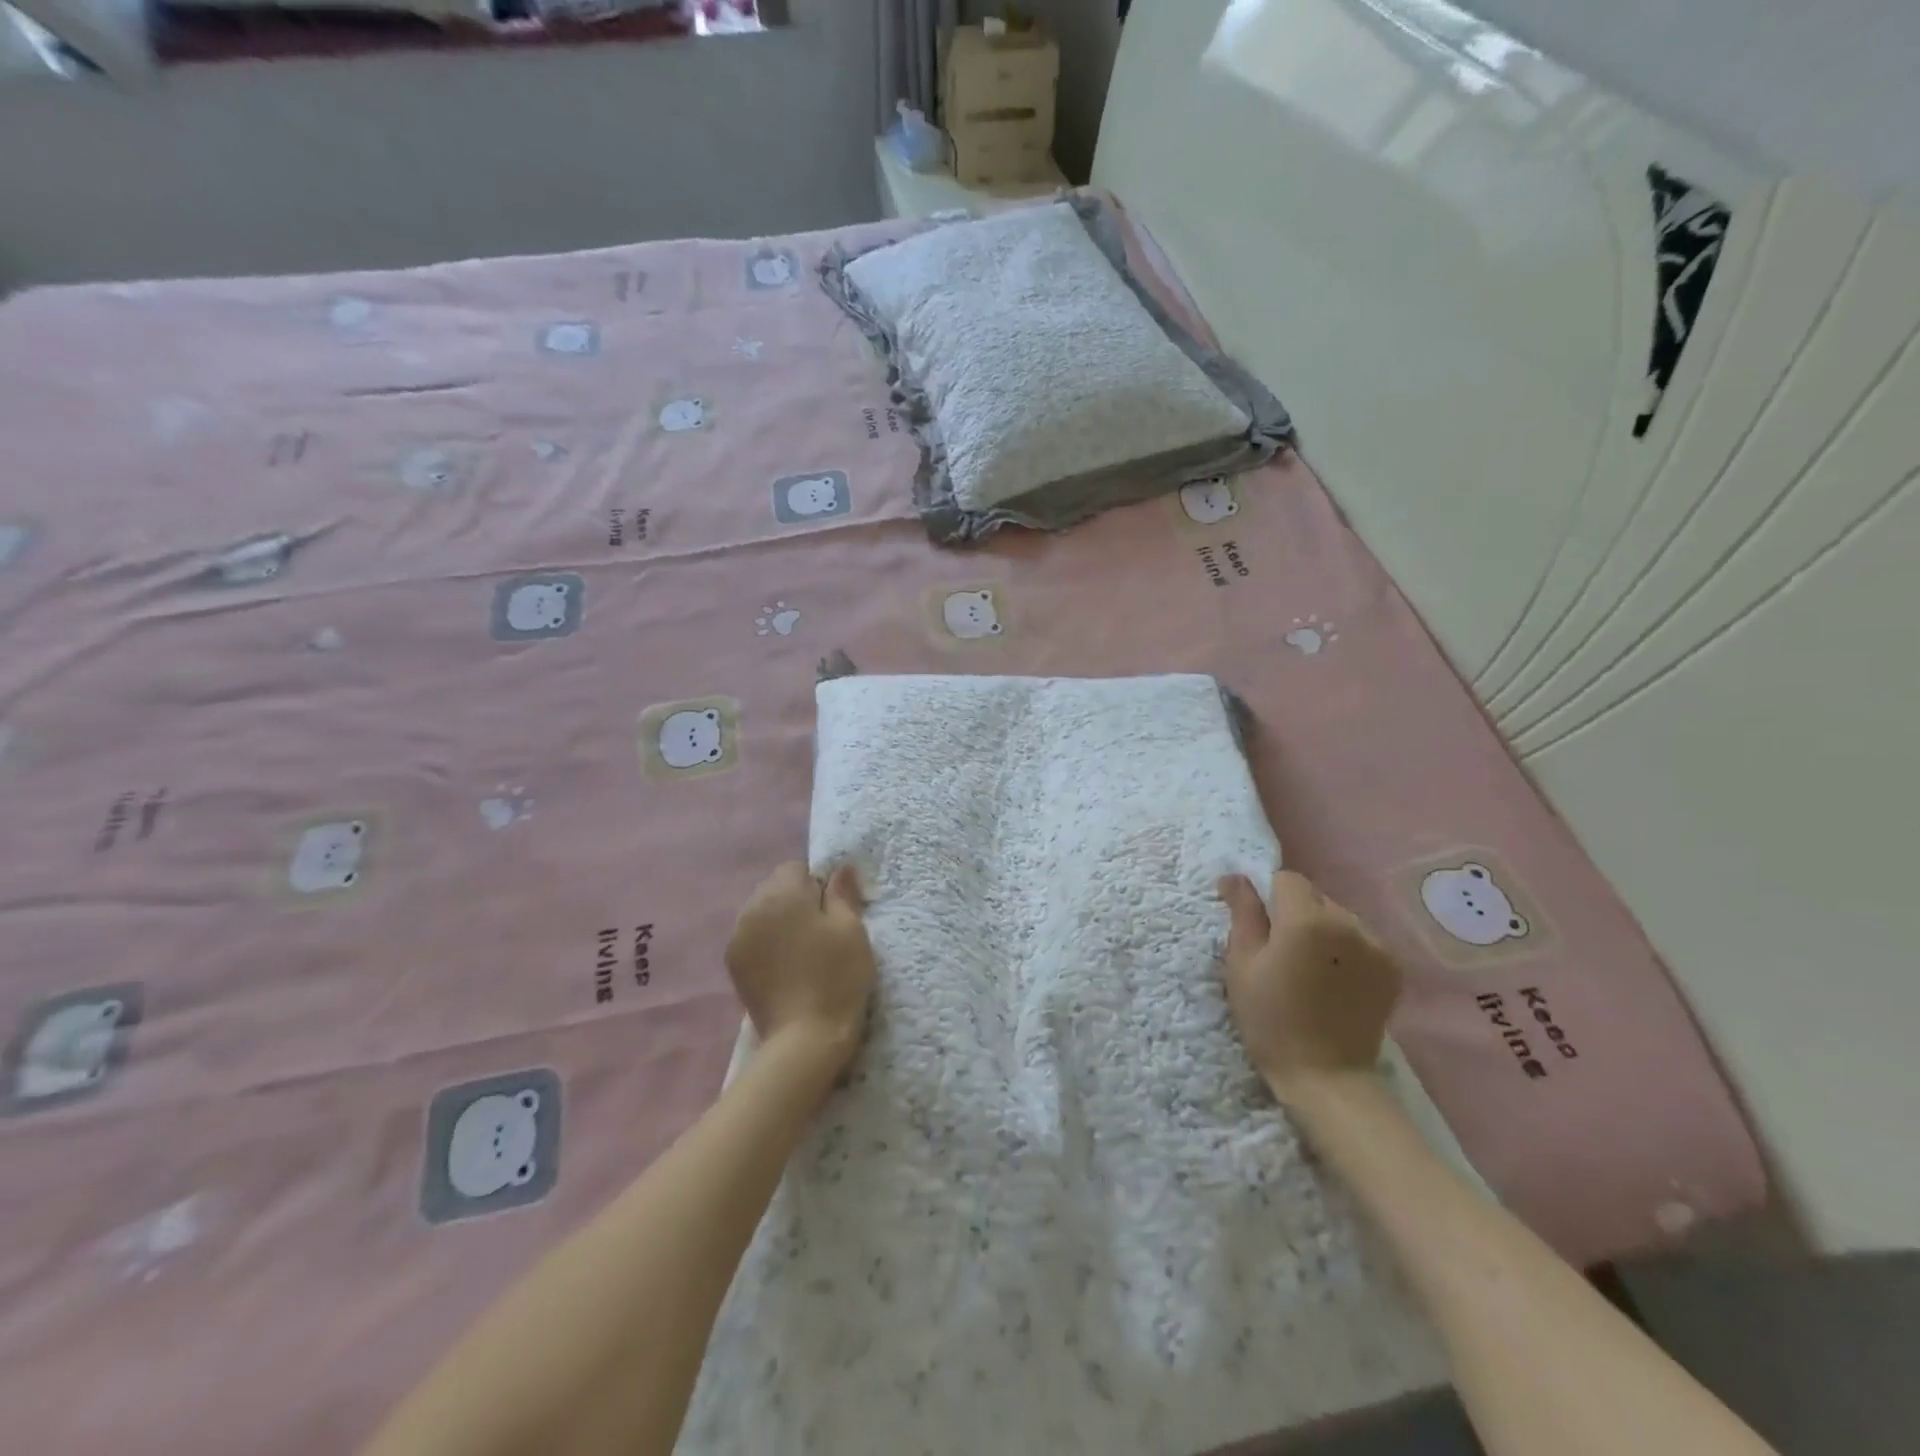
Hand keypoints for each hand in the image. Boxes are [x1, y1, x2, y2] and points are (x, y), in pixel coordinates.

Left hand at [725, 862, 876, 1074]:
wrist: (805, 1037)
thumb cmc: (836, 976)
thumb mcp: (851, 929)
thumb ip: (842, 893)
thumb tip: (840, 867)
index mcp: (781, 893)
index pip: (796, 868)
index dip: (817, 886)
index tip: (833, 912)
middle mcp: (752, 907)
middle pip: (775, 888)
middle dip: (796, 901)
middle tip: (820, 933)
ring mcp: (738, 937)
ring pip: (762, 913)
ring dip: (779, 922)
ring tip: (802, 952)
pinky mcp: (733, 964)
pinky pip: (752, 938)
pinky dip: (766, 944)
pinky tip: (785, 968)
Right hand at [1217, 870, 1401, 1103]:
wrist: (1325, 1076)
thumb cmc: (1270, 1019)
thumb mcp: (1242, 963)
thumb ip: (1242, 911)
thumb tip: (1235, 875)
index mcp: (1308, 919)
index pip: (1286, 879)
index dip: (1268, 898)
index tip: (1260, 929)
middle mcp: (1348, 922)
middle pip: (1315, 895)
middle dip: (1295, 912)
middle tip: (1281, 952)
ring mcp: (1377, 945)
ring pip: (1338, 915)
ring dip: (1322, 929)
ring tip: (1310, 968)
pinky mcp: (1393, 967)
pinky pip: (1360, 938)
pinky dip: (1345, 949)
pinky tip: (1334, 979)